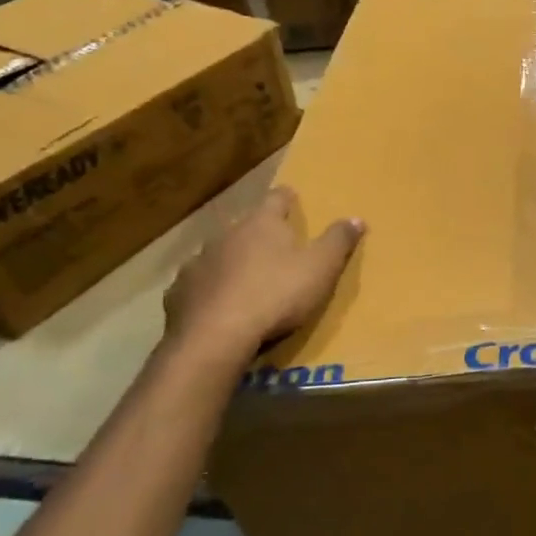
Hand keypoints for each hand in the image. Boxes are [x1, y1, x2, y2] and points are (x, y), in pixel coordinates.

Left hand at [163, 185, 363, 360]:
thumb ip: (338, 241)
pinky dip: (211, 289)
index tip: (293, 198)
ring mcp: (198, 262)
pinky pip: (199, 284)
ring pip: (219, 254)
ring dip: (232, 261)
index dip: (287, 198)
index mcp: (262, 224)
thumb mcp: (321, 268)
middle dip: (259, 233)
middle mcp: (226, 234)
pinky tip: (218, 305)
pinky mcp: (179, 292)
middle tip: (275, 247)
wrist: (216, 337)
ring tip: (246, 279)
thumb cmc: (277, 295)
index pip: (277, 199)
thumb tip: (356, 218)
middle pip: (246, 226)